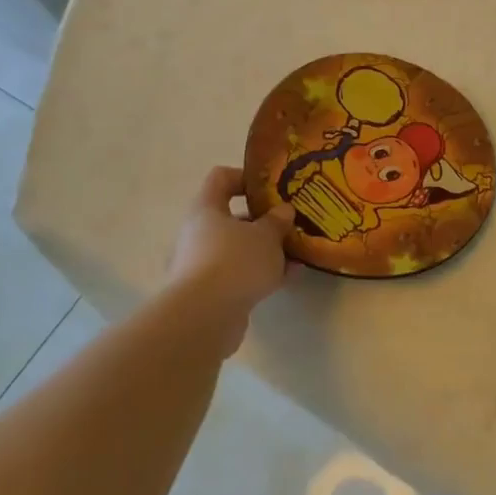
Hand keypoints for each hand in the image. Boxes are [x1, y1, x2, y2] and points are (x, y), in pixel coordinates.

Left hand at [160, 167, 293, 354]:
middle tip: (290, 223)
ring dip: (266, 250)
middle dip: (264, 221)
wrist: (205, 317)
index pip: (221, 178)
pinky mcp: (211, 292)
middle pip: (232, 217)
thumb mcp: (266, 235)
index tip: (272, 187)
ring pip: (239, 248)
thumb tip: (283, 210)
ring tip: (297, 252)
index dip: (246, 177)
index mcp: (206, 209)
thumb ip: (277, 220)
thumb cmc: (235, 261)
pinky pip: (241, 274)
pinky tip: (290, 275)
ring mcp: (202, 264)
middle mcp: (199, 234)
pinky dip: (263, 273)